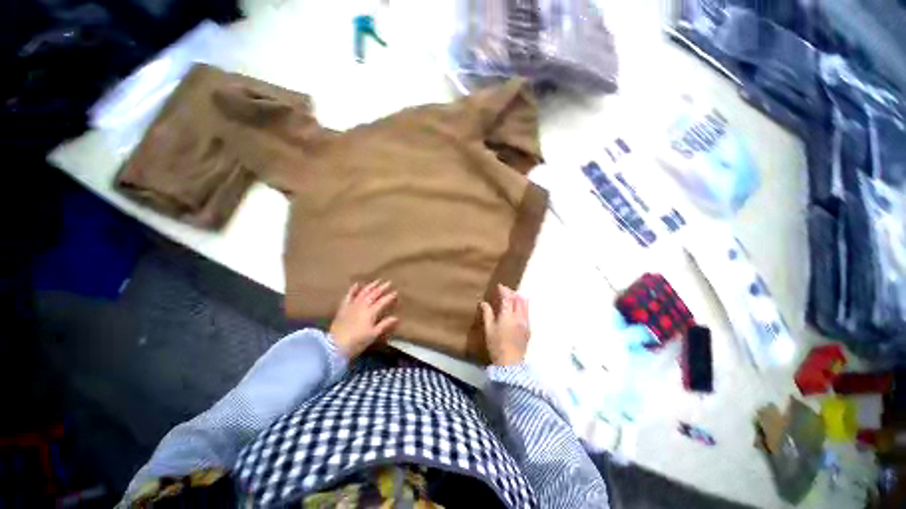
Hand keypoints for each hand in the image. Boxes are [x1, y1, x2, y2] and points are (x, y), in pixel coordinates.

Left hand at [330, 280, 398, 359]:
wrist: (334, 346)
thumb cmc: (356, 342)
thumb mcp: (373, 335)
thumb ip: (384, 324)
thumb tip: (396, 317)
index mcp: (370, 312)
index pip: (382, 302)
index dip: (389, 296)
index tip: (396, 292)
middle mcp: (362, 306)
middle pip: (373, 294)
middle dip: (381, 288)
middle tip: (388, 282)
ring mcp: (351, 305)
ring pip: (362, 292)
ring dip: (370, 286)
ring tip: (377, 281)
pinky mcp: (343, 308)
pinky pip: (348, 296)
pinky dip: (352, 289)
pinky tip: (356, 284)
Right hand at [480, 284, 529, 365]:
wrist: (510, 363)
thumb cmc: (496, 345)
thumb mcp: (489, 329)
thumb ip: (487, 314)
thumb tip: (483, 302)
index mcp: (508, 316)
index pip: (507, 298)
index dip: (504, 290)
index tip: (499, 286)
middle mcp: (519, 317)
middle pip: (518, 299)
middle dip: (512, 293)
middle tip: (505, 291)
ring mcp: (526, 323)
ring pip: (525, 305)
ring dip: (519, 298)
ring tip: (513, 297)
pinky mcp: (529, 329)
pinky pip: (527, 313)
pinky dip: (523, 307)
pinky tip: (519, 310)